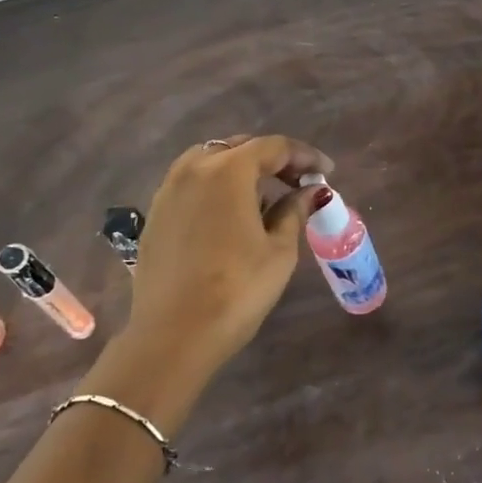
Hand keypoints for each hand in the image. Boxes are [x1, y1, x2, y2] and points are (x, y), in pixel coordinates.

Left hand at [121, 134, 333, 379]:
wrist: (174, 335)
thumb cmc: (237, 290)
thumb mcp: (279, 251)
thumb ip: (294, 211)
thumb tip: (309, 191)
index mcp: (228, 171)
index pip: (273, 147)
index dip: (305, 156)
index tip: (327, 171)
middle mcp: (193, 169)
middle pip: (239, 147)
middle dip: (273, 160)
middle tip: (299, 181)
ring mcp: (168, 190)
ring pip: (210, 161)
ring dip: (241, 170)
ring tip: (265, 195)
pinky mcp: (155, 214)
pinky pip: (191, 184)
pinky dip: (216, 187)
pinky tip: (230, 214)